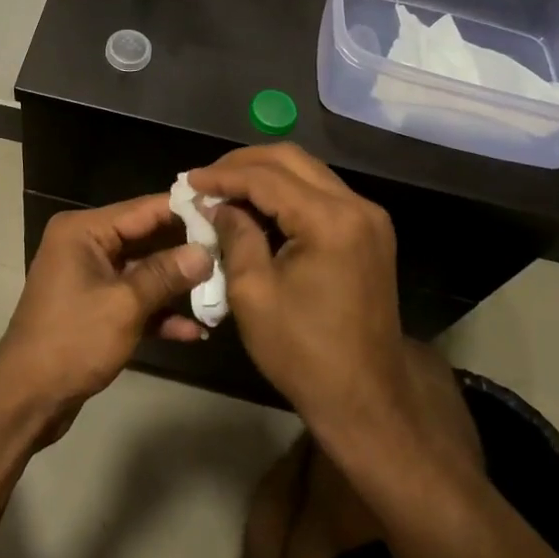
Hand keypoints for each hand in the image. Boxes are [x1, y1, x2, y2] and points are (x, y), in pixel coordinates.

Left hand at [0, 196, 213, 438]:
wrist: (27, 399)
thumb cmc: (72, 340)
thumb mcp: (125, 304)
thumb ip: (166, 274)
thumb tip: (205, 252)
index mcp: (83, 231)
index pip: (142, 209)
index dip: (183, 210)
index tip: (223, 207)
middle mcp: (85, 245)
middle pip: (145, 239)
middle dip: (185, 250)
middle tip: (231, 250)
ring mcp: (89, 278)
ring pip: (143, 272)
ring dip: (176, 286)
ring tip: (220, 292)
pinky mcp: (95, 308)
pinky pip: (133, 299)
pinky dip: (159, 312)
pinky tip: (194, 330)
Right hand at [187, 145, 475, 470]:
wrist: (366, 398)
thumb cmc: (304, 352)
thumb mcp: (253, 293)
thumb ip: (235, 236)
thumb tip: (219, 205)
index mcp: (330, 220)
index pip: (267, 177)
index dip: (223, 175)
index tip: (188, 181)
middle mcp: (356, 206)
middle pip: (292, 159)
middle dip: (243, 164)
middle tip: (206, 179)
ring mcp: (369, 218)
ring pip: (308, 172)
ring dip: (265, 175)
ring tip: (225, 190)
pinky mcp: (369, 232)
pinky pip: (321, 194)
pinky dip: (286, 193)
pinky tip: (257, 207)